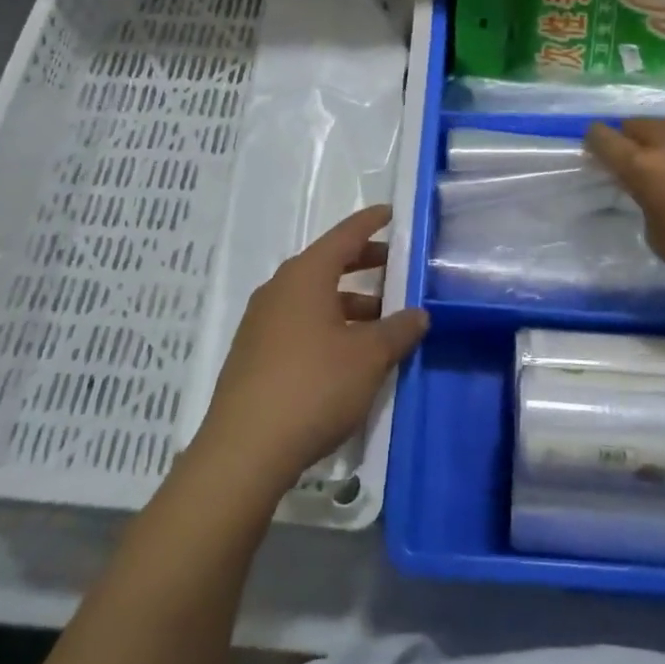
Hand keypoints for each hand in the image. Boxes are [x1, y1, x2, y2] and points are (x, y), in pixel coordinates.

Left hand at [192, 205, 427, 489]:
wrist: (245, 449)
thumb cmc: (314, 386)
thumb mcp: (369, 357)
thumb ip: (398, 330)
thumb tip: (419, 314)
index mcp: (305, 277)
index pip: (343, 236)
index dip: (369, 223)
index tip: (390, 214)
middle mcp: (279, 290)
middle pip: (326, 265)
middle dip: (362, 264)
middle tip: (394, 267)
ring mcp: (261, 323)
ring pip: (313, 298)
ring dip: (347, 302)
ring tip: (380, 320)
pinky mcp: (254, 354)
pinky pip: (298, 323)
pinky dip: (327, 324)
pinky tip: (347, 352)